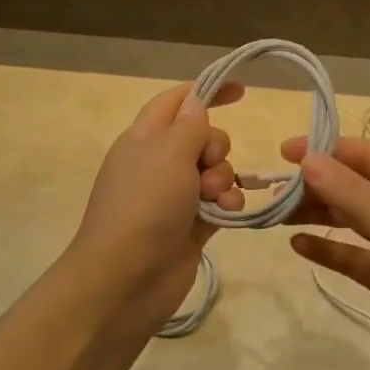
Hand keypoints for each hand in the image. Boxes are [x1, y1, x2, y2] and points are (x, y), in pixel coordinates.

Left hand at [69, 82, 243, 331]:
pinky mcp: (192, 224)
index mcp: (144, 138)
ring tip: (214, 199)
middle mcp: (158, 164)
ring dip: (224, 179)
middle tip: (206, 167)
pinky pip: (220, 202)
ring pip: (215, 170)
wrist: (126, 278)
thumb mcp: (168, 154)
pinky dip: (228, 203)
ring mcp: (175, 196)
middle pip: (202, 137)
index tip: (243, 91)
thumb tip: (197, 104)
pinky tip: (227, 212)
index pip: (177, 102)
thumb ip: (190, 125)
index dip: (207, 91)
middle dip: (216, 148)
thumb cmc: (144, 206)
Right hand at [279, 136, 369, 369]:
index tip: (284, 152)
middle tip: (272, 190)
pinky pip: (354, 257)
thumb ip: (350, 192)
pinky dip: (329, 249)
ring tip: (277, 214)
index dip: (327, 151)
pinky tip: (299, 245)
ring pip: (352, 220)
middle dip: (317, 186)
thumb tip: (307, 158)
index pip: (368, 155)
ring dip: (318, 215)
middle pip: (357, 187)